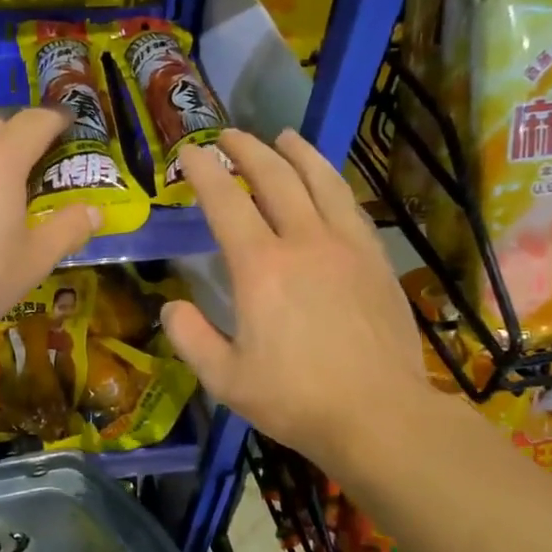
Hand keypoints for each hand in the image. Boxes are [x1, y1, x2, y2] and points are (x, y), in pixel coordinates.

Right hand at [161, 129, 428, 471]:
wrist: (380, 415)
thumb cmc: (295, 399)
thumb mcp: (225, 380)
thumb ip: (190, 338)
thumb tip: (171, 307)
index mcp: (261, 267)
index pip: (226, 202)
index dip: (205, 172)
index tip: (189, 153)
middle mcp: (304, 242)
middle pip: (275, 177)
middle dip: (248, 150)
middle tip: (229, 136)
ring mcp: (347, 246)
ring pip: (321, 181)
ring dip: (298, 153)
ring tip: (284, 137)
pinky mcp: (376, 260)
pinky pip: (350, 206)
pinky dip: (332, 183)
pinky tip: (327, 184)